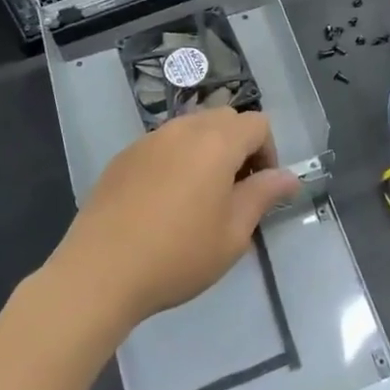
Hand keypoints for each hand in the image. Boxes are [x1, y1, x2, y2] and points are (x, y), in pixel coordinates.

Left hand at [50, 108, 300, 330]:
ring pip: (191, 128)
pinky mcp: (123, 157)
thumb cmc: (178, 255)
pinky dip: (176, 160)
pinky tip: (164, 202)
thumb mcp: (233, 234)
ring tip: (199, 197)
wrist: (100, 271)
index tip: (260, 190)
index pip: (257, 124)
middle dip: (239, 146)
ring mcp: (148, 140)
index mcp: (216, 143)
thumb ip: (262, 196)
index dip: (268, 152)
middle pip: (224, 118)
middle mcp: (183, 129)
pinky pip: (162, 145)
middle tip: (234, 192)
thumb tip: (288, 177)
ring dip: (207, 150)